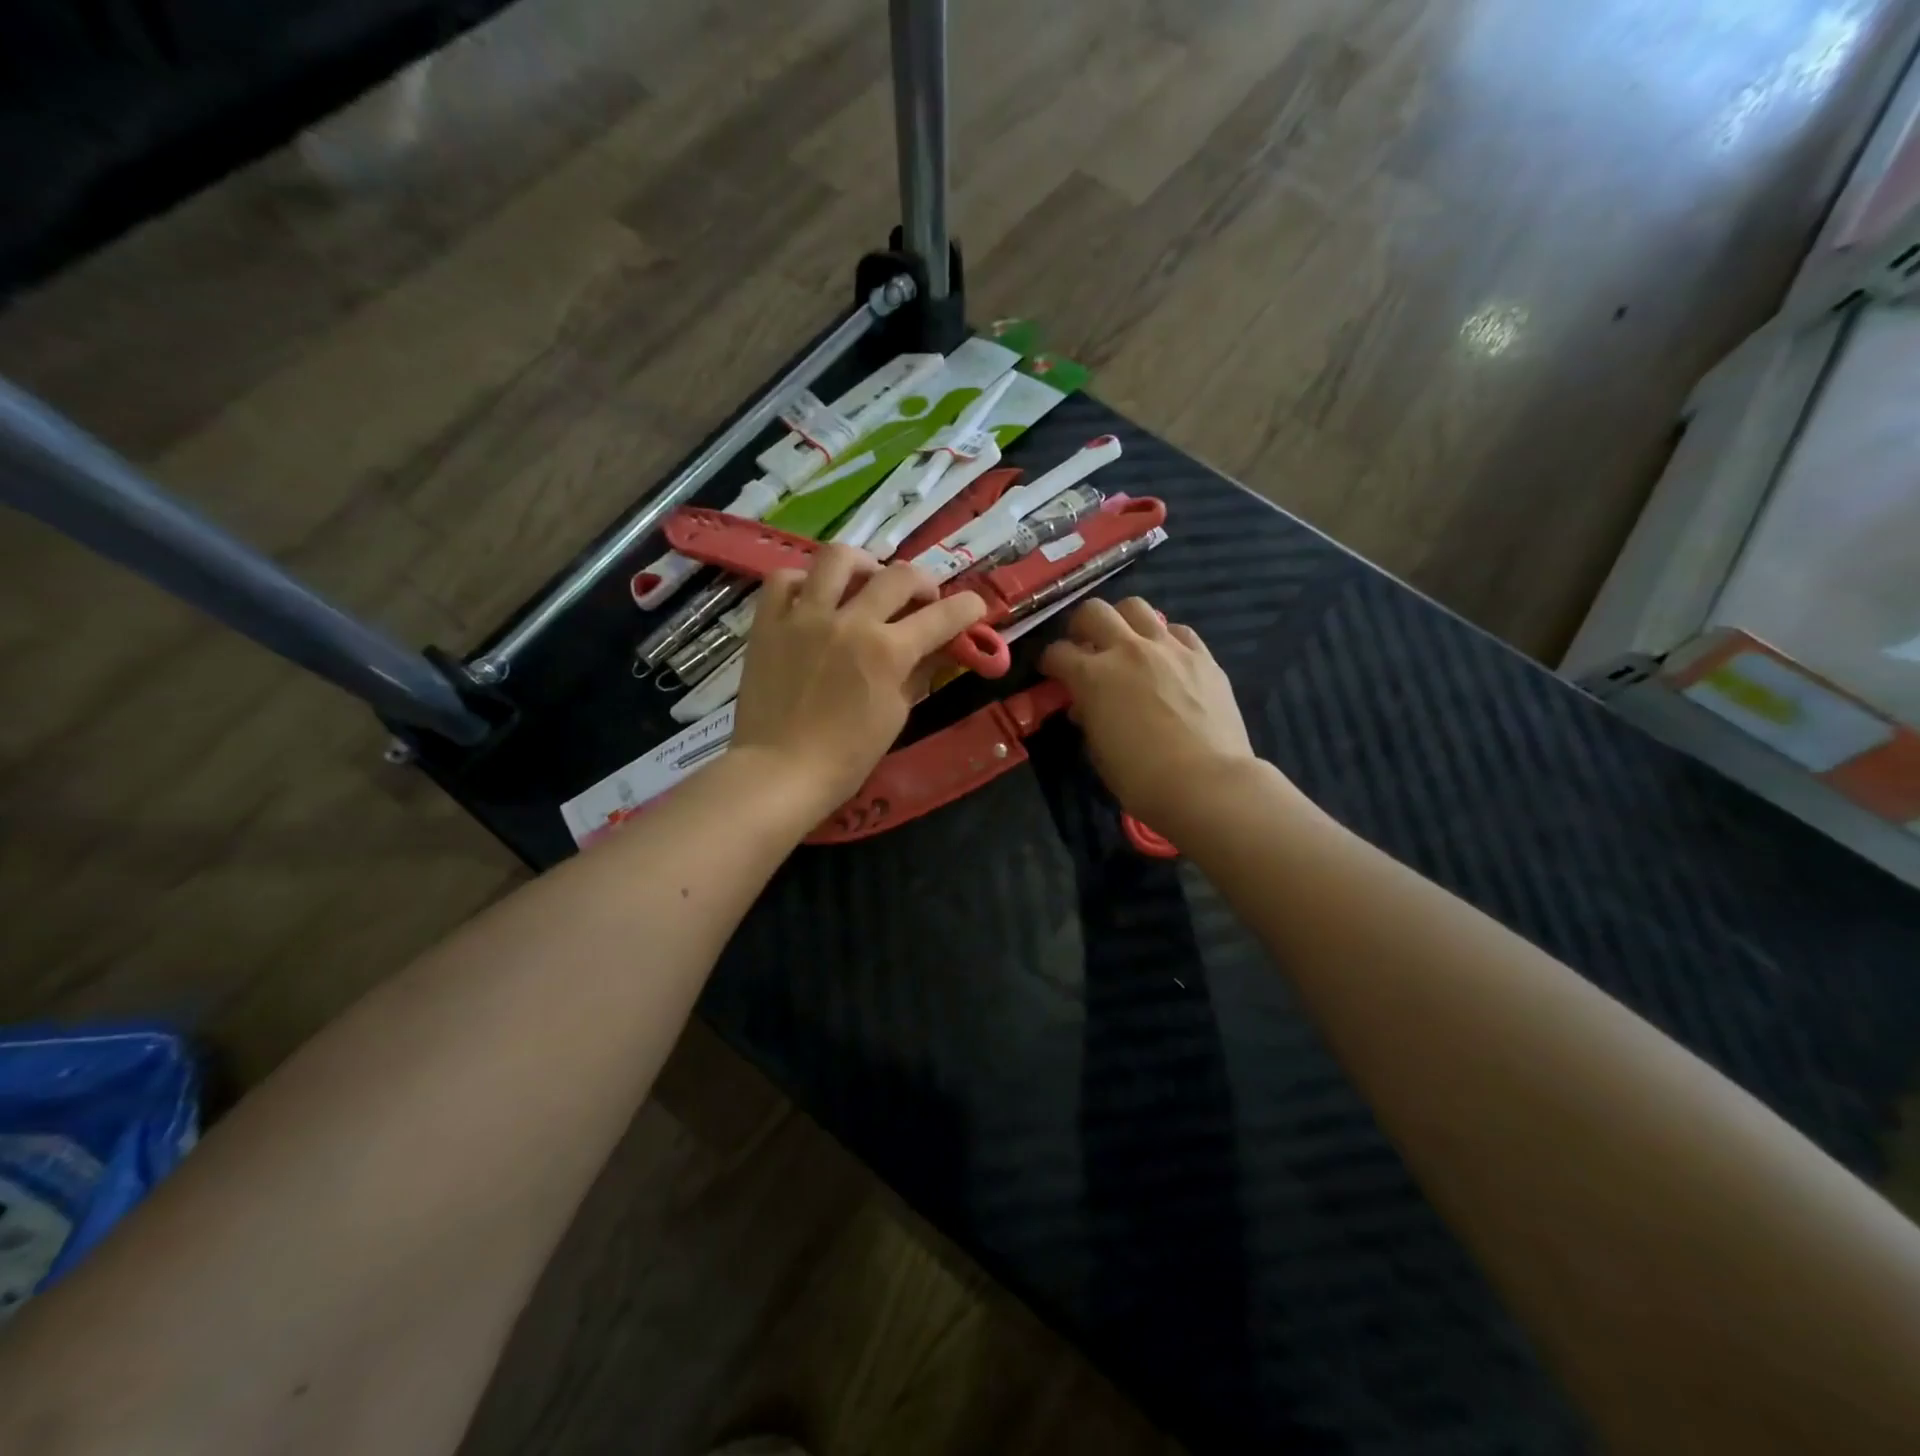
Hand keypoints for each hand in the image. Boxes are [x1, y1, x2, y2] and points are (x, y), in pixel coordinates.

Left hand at [731, 545, 986, 814]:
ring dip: (863, 564)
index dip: (968, 607)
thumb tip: (943, 649)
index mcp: (888, 651)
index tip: (975, 607)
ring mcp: (805, 617)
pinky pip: (784, 580)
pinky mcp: (768, 623)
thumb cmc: (847, 757)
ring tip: (867, 579)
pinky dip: (805, 581)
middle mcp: (850, 621)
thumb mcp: (896, 715)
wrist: (779, 771)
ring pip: (837, 558)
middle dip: (923, 582)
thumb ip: (921, 673)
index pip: (943, 615)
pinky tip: (815, 597)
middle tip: (923, 599)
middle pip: (898, 575)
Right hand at [1040, 598, 1256, 827]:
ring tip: (1126, 644)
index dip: (1050, 662)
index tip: (1052, 673)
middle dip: (1081, 626)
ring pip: (1136, 607)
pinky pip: (1178, 631)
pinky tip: (1166, 658)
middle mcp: (1128, 650)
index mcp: (1093, 676)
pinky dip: (1165, 638)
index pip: (1058, 652)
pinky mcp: (1203, 657)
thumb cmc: (1142, 778)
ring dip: (1123, 621)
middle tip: (1085, 646)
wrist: (1207, 783)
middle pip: (1093, 611)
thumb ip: (1089, 718)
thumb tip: (1087, 705)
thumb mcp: (1099, 751)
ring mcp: (1169, 648)